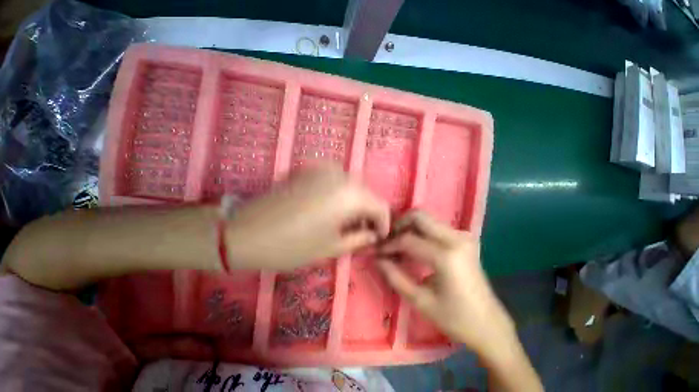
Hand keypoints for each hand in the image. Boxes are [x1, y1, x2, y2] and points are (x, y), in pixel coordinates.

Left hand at [224, 165, 389, 269]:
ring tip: (347, 222)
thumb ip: (360, 239)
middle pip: (367, 194)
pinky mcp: (309, 169)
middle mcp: (341, 174)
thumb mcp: (332, 247)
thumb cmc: (292, 245)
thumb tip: (374, 235)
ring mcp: (324, 168)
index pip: (381, 206)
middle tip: (362, 232)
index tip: (378, 238)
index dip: (384, 224)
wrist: (245, 231)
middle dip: (369, 214)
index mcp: (351, 194)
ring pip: (352, 186)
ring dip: (355, 203)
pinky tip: (330, 208)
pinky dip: (340, 194)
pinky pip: (335, 181)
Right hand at [377, 210, 515, 359]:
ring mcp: (462, 236)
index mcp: (447, 256)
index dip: (389, 244)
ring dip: (408, 227)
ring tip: (397, 243)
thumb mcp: (420, 300)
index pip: (408, 240)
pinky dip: (419, 231)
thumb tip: (376, 258)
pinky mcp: (463, 238)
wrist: (489, 325)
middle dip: (399, 225)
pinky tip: (413, 246)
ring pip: (426, 219)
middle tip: (388, 240)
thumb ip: (394, 276)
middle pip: (419, 216)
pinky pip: (434, 226)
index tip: (377, 251)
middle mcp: (456, 239)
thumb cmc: (455, 318)